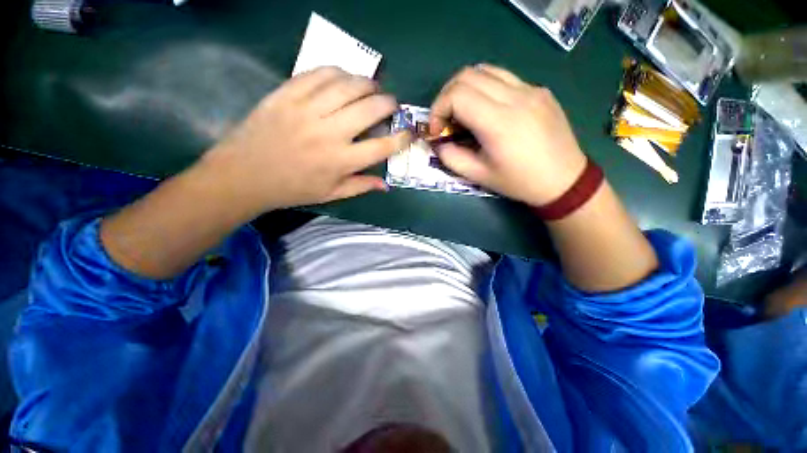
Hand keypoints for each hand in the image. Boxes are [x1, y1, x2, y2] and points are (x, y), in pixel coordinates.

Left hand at [202, 67, 410, 214]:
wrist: (245, 174)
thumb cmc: (293, 189)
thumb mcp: (331, 194)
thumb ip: (361, 186)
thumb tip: (386, 185)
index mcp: (341, 161)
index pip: (382, 146)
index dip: (402, 138)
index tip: (409, 132)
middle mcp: (329, 133)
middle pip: (370, 109)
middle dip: (389, 103)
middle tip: (392, 104)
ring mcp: (307, 109)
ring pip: (348, 85)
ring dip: (368, 83)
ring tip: (373, 88)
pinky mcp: (288, 93)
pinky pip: (320, 73)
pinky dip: (339, 72)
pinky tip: (344, 78)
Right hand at [429, 64, 586, 205]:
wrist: (564, 180)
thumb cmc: (519, 182)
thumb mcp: (479, 176)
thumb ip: (451, 157)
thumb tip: (438, 142)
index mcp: (499, 122)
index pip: (457, 94)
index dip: (438, 109)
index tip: (437, 130)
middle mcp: (516, 96)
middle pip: (467, 75)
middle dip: (446, 96)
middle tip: (445, 120)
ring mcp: (531, 89)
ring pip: (486, 70)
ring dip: (465, 88)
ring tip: (462, 112)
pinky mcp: (539, 90)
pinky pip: (504, 77)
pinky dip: (485, 88)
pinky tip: (486, 109)